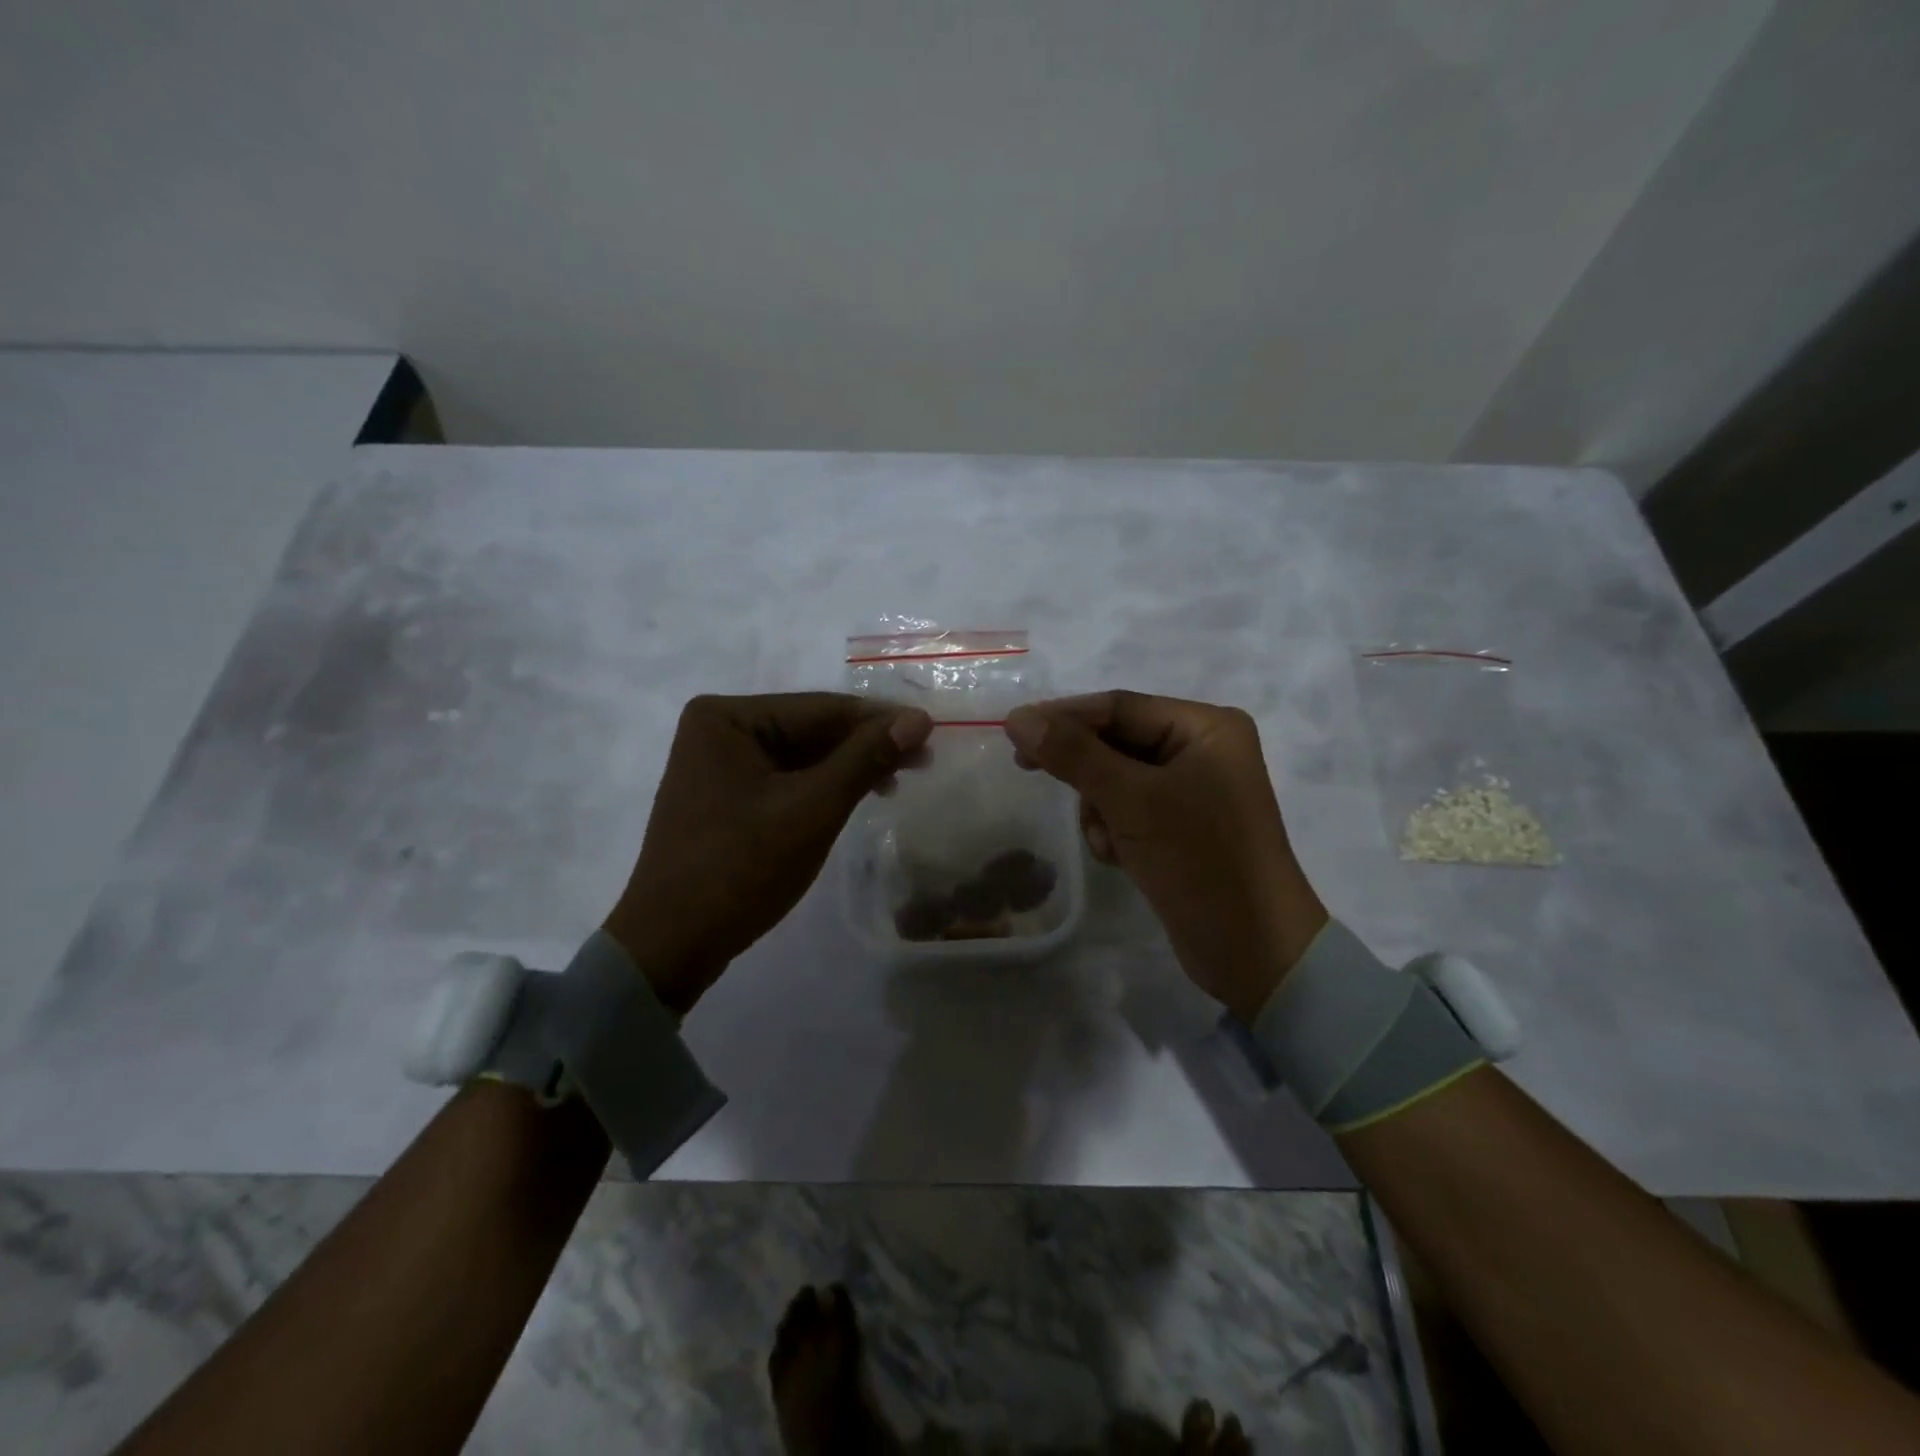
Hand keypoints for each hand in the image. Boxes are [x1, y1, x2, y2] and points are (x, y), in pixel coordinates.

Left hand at [606, 693, 932, 1013]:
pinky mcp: (725, 797)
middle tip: (923, 761)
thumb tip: (918, 719)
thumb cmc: (740, 869)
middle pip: (810, 729)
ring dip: (848, 768)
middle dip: (865, 746)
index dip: (879, 720)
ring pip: (801, 756)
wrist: (671, 945)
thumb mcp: (812, 809)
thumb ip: (865, 758)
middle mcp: (718, 729)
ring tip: (896, 782)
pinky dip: (823, 787)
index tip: (931, 731)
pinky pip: (785, 779)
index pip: (820, 708)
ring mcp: (719, 765)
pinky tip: (856, 796)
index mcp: (727, 716)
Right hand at [1004, 691, 1326, 1021]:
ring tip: (1109, 840)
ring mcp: (1193, 790)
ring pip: (1116, 778)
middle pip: (1117, 741)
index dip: (1064, 716)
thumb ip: (1074, 755)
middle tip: (1028, 770)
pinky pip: (1130, 809)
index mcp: (1206, 727)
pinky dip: (1114, 827)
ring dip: (1099, 806)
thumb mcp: (1132, 801)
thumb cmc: (1200, 861)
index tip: (1012, 730)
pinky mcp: (1181, 826)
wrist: (1253, 951)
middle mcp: (1202, 750)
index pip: (1120, 707)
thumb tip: (1018, 718)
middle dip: (1085, 770)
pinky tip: (1119, 856)